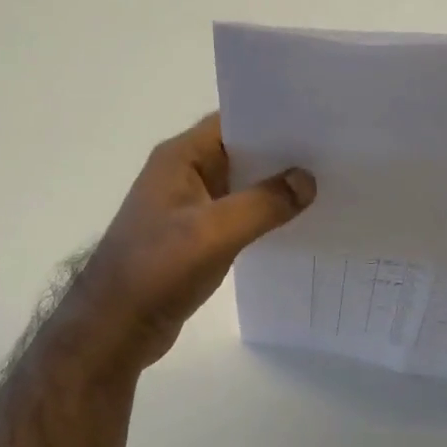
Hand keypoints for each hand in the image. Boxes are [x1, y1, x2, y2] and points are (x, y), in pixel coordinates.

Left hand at [65, 113, 314, 371]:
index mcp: (180, 158)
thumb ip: (263, 204)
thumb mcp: (214, 232)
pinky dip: (261, 215)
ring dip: (273, 188)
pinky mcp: (193, 236)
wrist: (114, 326)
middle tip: (331, 154)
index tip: (316, 122)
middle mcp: (183, 174)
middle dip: (281, 154)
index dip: (272, 119)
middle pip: (240, 152)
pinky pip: (235, 214)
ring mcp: (187, 206)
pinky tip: (294, 223)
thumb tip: (306, 180)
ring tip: (323, 185)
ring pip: (240, 185)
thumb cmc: (158, 269)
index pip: (232, 122)